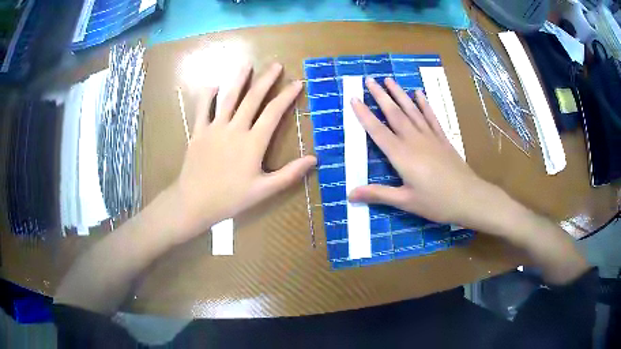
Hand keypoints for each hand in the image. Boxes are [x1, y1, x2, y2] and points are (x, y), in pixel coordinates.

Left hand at [170, 63, 315, 240]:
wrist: (194, 202)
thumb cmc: (230, 199)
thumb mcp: (264, 191)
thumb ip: (289, 174)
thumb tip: (314, 159)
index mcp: (252, 143)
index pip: (273, 112)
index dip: (287, 96)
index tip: (297, 82)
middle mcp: (234, 129)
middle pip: (252, 98)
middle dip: (266, 80)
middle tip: (276, 65)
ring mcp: (214, 128)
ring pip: (228, 98)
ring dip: (239, 79)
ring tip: (247, 65)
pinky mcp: (198, 132)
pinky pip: (203, 109)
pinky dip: (208, 95)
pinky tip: (214, 85)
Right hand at [349, 77, 494, 227]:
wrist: (469, 198)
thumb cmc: (436, 202)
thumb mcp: (405, 201)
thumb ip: (378, 194)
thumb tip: (350, 194)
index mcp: (401, 155)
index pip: (377, 131)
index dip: (364, 114)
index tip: (353, 98)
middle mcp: (414, 140)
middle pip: (394, 114)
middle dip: (380, 96)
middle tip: (369, 79)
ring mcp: (430, 137)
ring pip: (411, 110)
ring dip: (399, 94)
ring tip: (389, 79)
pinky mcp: (442, 139)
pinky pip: (431, 117)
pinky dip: (424, 104)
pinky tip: (418, 93)